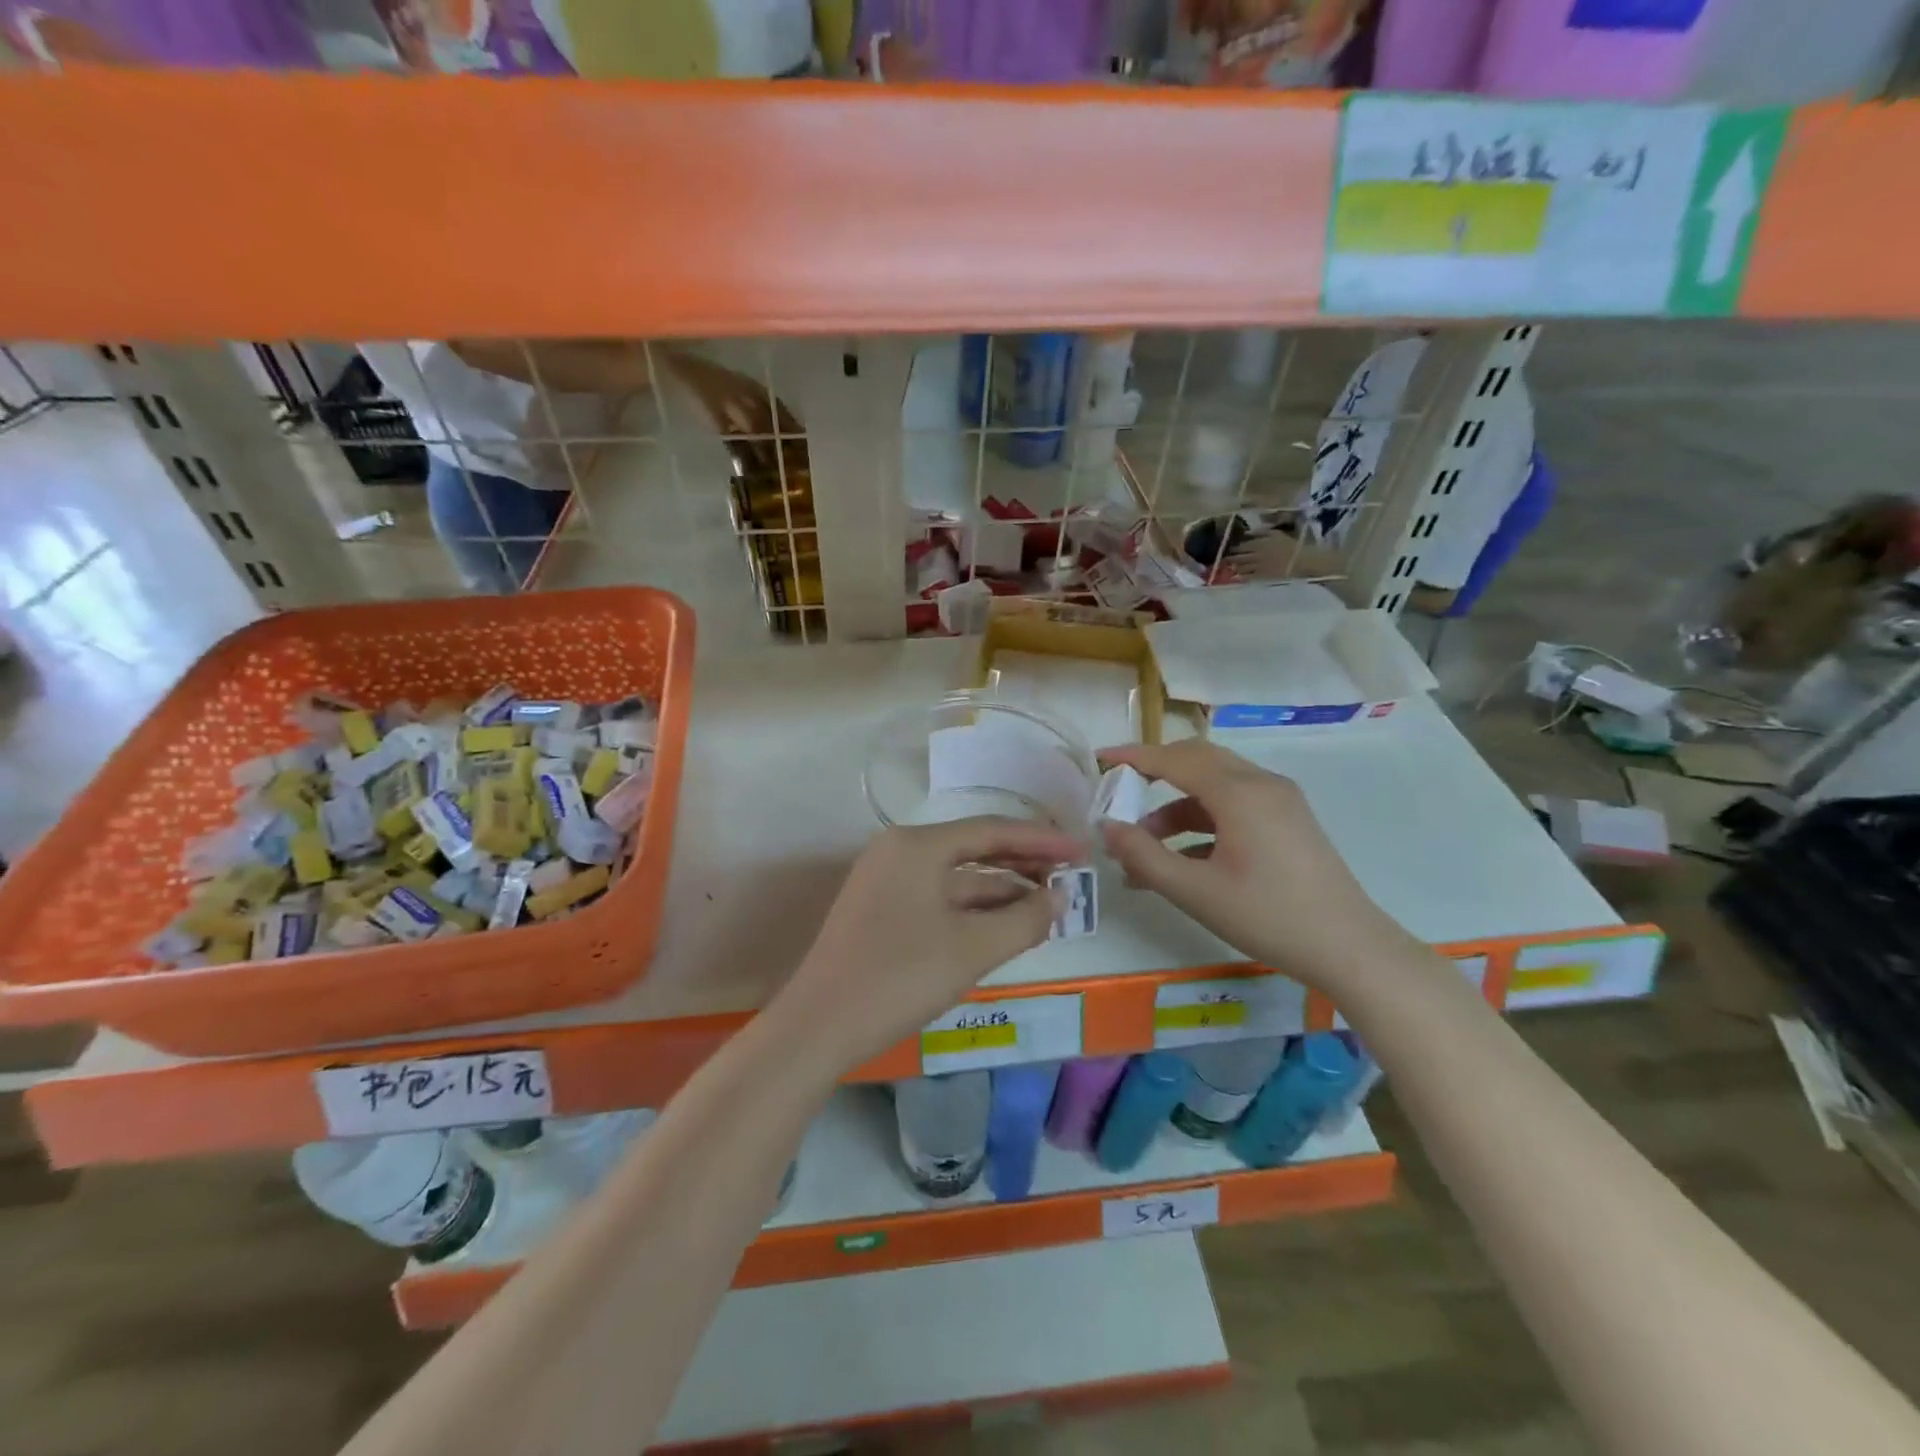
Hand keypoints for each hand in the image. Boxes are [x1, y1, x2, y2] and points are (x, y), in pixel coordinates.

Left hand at [771, 817, 1082, 1076]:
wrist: (818, 1026)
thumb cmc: (899, 978)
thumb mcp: (972, 949)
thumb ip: (1025, 920)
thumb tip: (1060, 898)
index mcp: (917, 845)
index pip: (991, 830)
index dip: (1041, 839)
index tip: (1082, 850)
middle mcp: (898, 850)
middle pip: (973, 847)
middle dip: (1023, 862)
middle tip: (1069, 875)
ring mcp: (885, 880)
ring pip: (955, 876)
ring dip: (1001, 889)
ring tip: (1046, 903)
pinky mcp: (880, 909)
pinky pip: (938, 897)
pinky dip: (973, 908)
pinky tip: (1003, 924)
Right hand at [1097, 740, 1408, 992]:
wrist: (1350, 949)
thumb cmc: (1268, 917)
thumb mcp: (1195, 891)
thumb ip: (1144, 856)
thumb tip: (1107, 827)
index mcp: (1239, 792)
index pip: (1174, 759)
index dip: (1133, 757)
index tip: (1100, 759)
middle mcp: (1261, 784)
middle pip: (1197, 761)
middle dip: (1154, 775)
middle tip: (1120, 794)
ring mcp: (1279, 802)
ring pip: (1215, 786)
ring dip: (1176, 808)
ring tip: (1143, 849)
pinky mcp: (1288, 822)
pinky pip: (1235, 806)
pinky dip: (1202, 822)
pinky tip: (1181, 860)